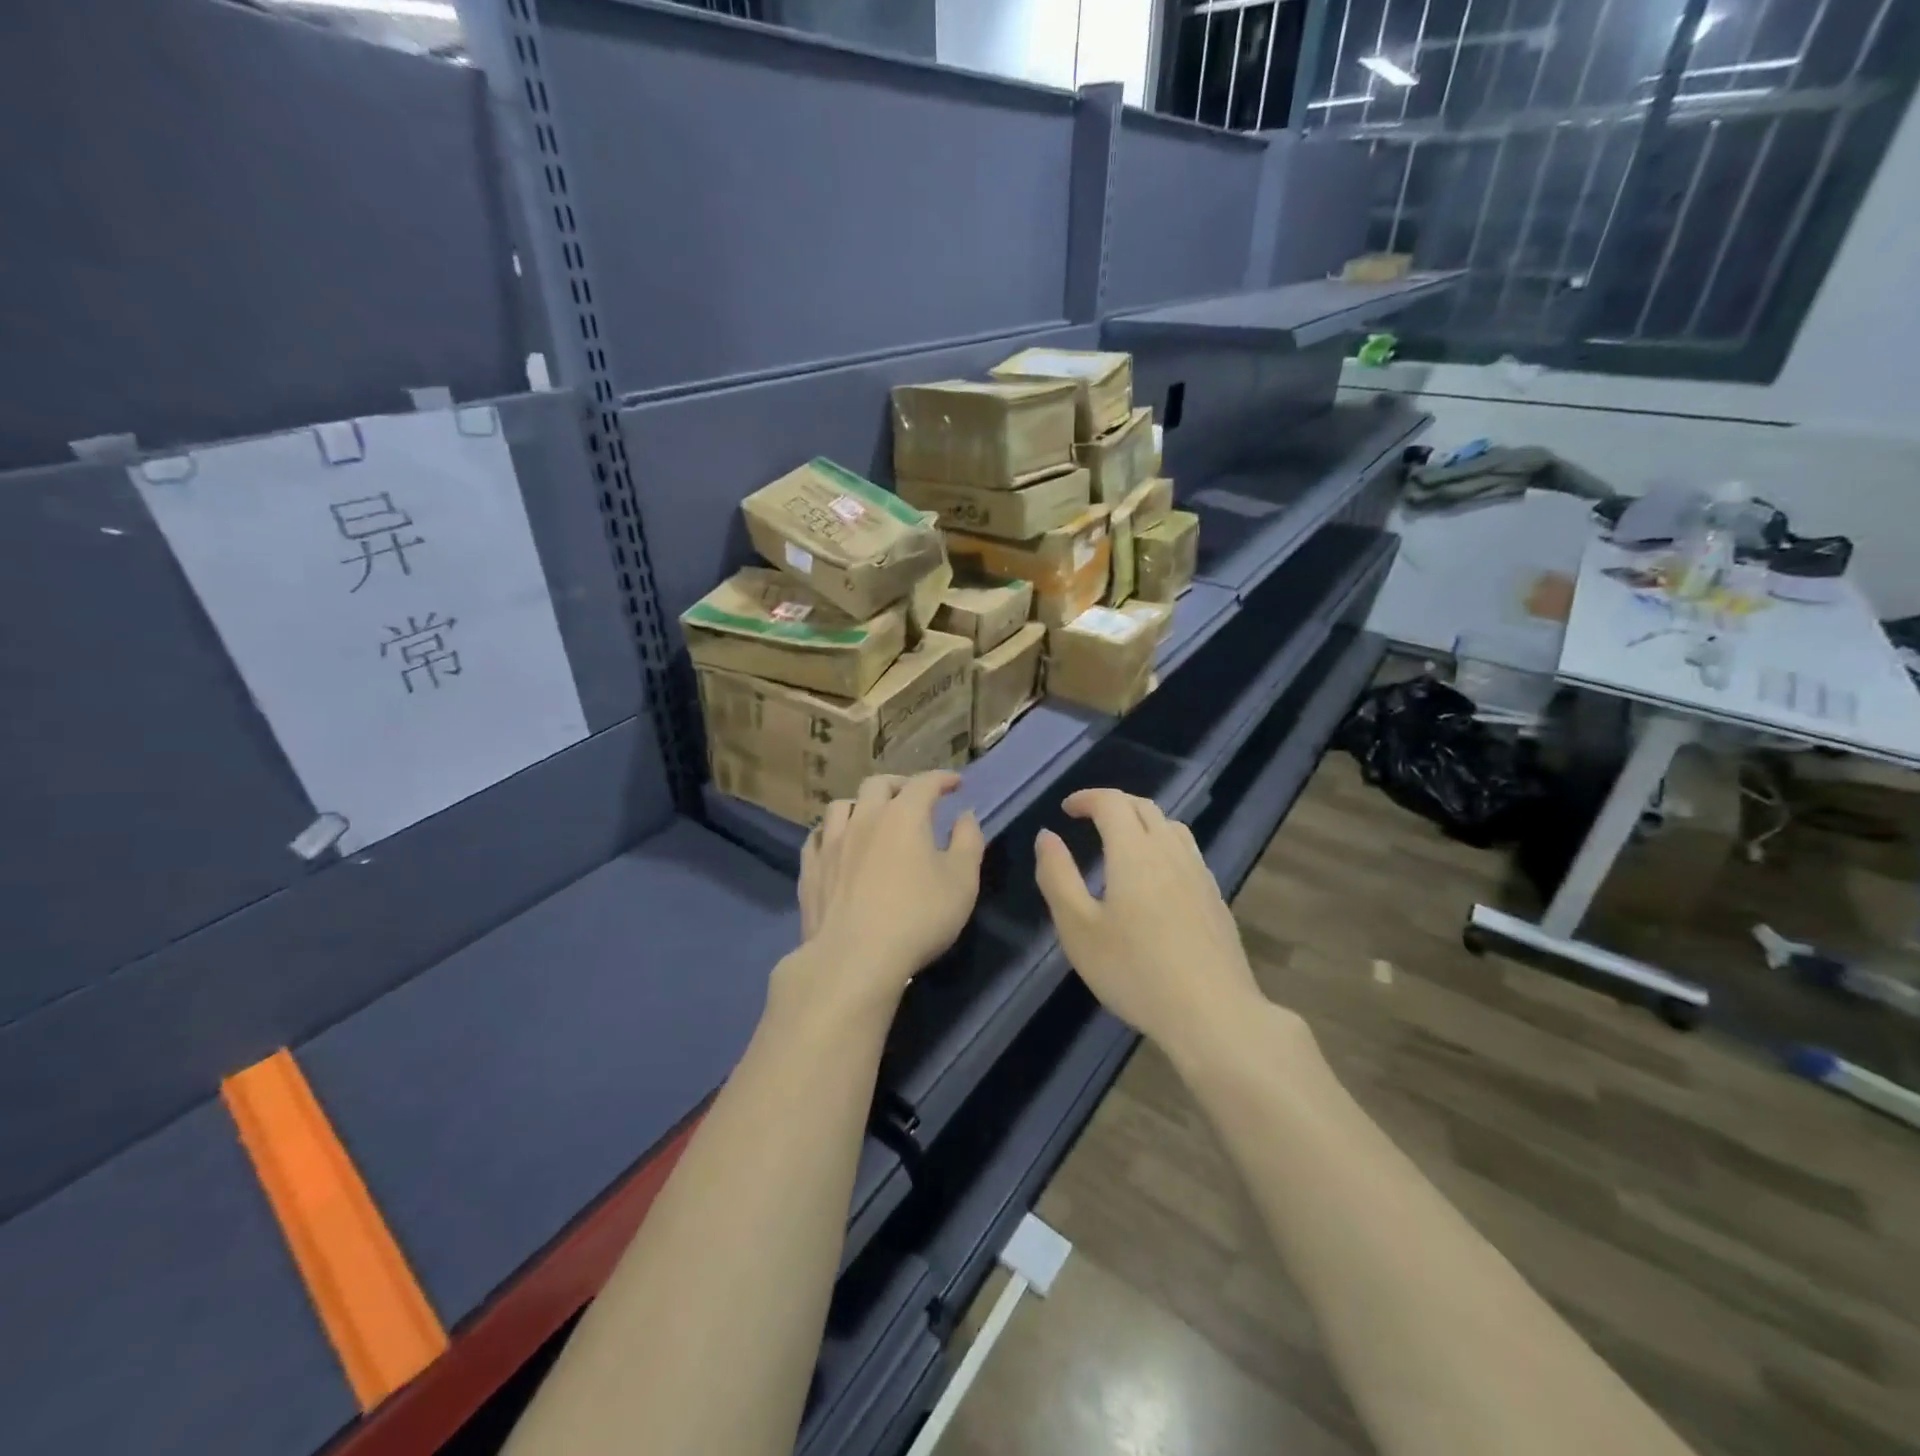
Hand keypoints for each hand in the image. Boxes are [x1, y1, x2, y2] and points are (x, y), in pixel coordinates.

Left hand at [780, 773, 985, 1016]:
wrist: (854, 957)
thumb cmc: (918, 918)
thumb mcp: (961, 881)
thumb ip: (968, 842)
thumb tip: (964, 816)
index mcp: (903, 815)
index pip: (924, 783)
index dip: (942, 779)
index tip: (956, 784)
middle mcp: (864, 818)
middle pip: (878, 785)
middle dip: (899, 785)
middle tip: (913, 797)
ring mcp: (831, 843)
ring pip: (841, 806)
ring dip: (860, 805)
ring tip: (871, 817)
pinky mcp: (811, 869)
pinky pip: (817, 837)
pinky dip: (832, 832)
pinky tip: (837, 844)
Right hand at [1034, 789, 1265, 1054]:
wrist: (1213, 1014)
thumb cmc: (1135, 971)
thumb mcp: (1078, 928)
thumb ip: (1057, 876)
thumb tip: (1047, 836)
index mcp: (1134, 852)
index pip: (1111, 803)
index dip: (1086, 798)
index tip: (1066, 809)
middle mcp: (1170, 851)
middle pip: (1144, 807)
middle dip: (1113, 804)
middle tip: (1088, 818)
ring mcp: (1199, 874)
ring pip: (1171, 826)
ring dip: (1142, 821)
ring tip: (1122, 841)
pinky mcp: (1215, 898)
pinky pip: (1187, 852)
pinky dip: (1163, 845)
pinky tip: (1157, 877)